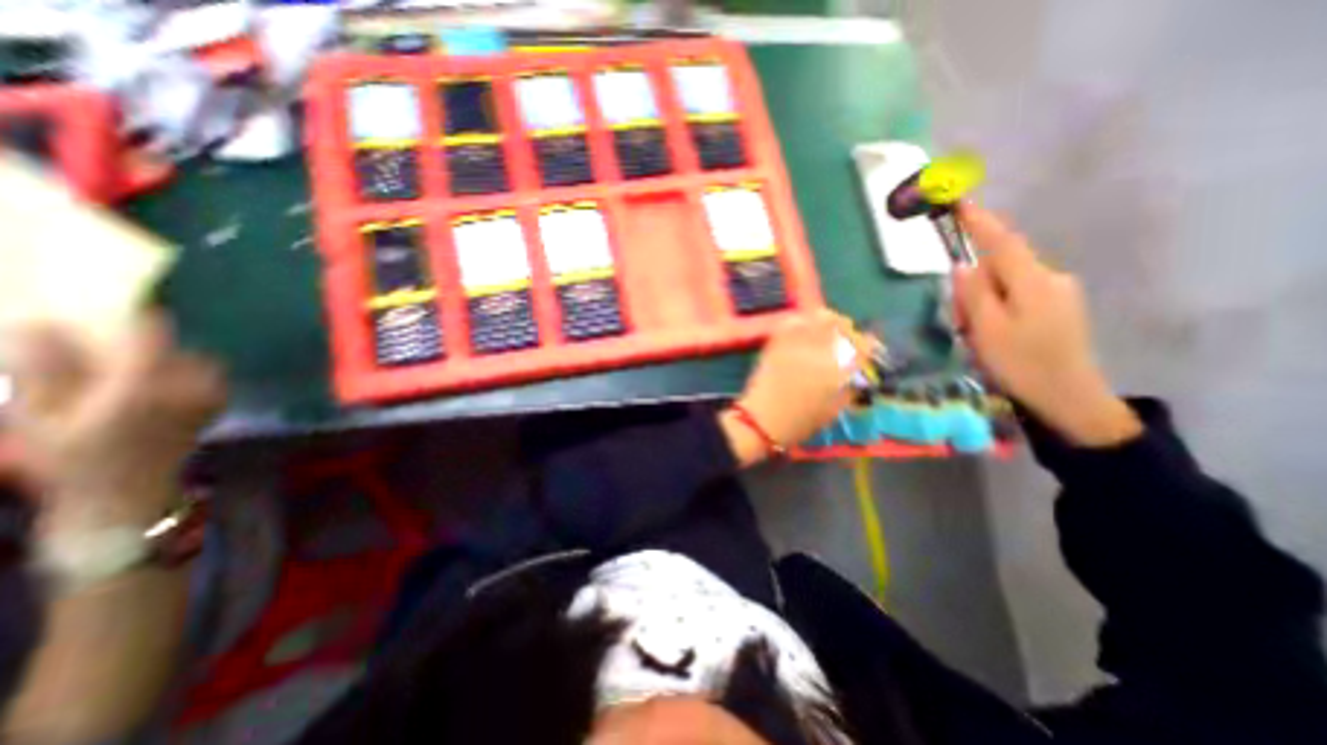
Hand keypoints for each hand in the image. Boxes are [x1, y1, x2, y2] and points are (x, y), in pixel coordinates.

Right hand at [1, 314, 224, 530]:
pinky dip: (183, 371)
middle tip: (108, 347)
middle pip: (171, 345)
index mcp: (143, 385)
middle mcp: (188, 385)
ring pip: (192, 358)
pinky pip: (205, 374)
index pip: (150, 333)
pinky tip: (153, 386)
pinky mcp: (217, 402)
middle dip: (141, 341)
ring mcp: (210, 394)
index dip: (132, 316)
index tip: (110, 303)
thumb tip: (39, 323)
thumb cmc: (74, 458)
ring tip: (126, 373)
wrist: (127, 492)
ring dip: (164, 358)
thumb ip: (44, 368)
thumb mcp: (37, 415)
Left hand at [723, 308, 856, 466]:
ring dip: (826, 320)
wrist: (762, 420)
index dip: (867, 344)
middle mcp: (819, 352)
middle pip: (840, 325)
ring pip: (817, 318)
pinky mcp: (777, 343)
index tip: (866, 346)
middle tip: (846, 334)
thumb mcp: (834, 410)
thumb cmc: (800, 421)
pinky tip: (803, 328)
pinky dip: (802, 321)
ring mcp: (796, 344)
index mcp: (838, 371)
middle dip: (847, 328)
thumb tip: (858, 373)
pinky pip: (793, 322)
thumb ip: (849, 388)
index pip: (862, 346)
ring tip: (826, 327)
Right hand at [953, 204, 1140, 444]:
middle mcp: (1050, 278)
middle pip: (999, 267)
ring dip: (982, 303)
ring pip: (1005, 283)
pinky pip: (1016, 295)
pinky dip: (996, 309)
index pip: (1002, 242)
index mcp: (1032, 281)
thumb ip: (973, 294)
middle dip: (973, 287)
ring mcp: (1058, 292)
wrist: (1069, 397)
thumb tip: (963, 264)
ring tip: (977, 334)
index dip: (980, 222)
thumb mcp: (987, 330)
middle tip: (960, 322)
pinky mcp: (1058, 306)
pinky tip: (993, 334)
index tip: (961, 202)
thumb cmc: (1021, 363)